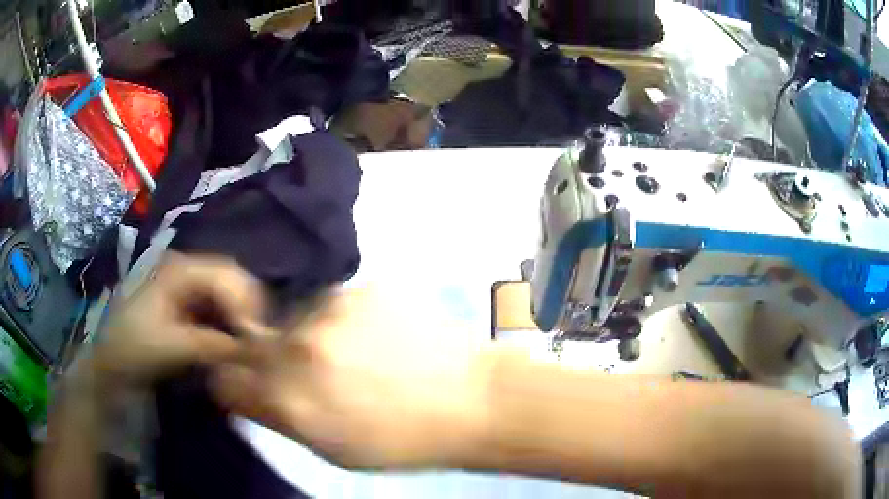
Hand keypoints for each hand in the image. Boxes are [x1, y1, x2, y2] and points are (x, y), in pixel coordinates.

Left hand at [92, 254, 266, 385]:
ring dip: (242, 318)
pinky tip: (236, 345)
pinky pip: (219, 309)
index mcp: (178, 269)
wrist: (111, 364)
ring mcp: (187, 287)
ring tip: (251, 347)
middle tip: (260, 343)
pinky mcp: (188, 306)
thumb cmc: (134, 349)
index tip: (258, 337)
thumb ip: (213, 344)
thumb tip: (255, 349)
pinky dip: (231, 326)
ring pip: (228, 294)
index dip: (246, 302)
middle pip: (231, 278)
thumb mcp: (171, 347)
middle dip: (249, 308)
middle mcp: (186, 269)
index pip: (225, 273)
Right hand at [210, 287, 493, 468]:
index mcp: (290, 401)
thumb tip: (247, 394)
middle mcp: (299, 350)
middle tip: (307, 373)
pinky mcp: (362, 288)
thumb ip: (280, 418)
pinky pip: (331, 304)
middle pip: (254, 346)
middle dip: (268, 361)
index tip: (249, 385)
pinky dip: (341, 321)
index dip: (235, 383)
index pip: (226, 380)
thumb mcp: (333, 449)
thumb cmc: (403, 441)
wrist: (472, 400)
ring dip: (307, 337)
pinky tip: (375, 337)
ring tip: (350, 355)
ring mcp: (331, 312)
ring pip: (293, 321)